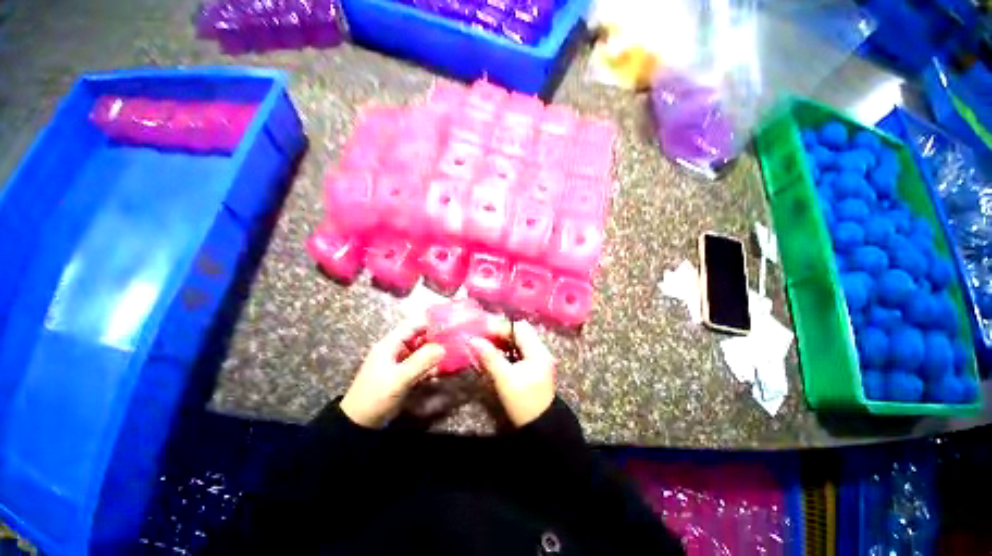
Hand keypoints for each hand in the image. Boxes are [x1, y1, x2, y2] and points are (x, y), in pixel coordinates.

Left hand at [341, 318, 445, 427]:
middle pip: (419, 337)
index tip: (449, 326)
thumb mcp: (398, 379)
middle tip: (455, 342)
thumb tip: (443, 348)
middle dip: (436, 339)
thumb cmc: (376, 397)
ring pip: (421, 352)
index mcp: (390, 345)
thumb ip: (420, 362)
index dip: (430, 323)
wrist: (359, 423)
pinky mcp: (403, 374)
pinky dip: (430, 366)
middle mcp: (395, 350)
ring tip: (451, 357)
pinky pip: (420, 365)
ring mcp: (399, 362)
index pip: (412, 325)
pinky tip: (440, 372)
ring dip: (434, 354)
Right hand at [470, 321, 556, 426]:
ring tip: (485, 347)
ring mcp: (538, 359)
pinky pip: (519, 351)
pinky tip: (495, 356)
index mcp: (537, 351)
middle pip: (519, 332)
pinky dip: (506, 350)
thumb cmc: (523, 403)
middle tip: (482, 339)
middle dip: (500, 333)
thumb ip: (490, 357)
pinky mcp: (534, 367)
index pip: (519, 328)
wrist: (541, 428)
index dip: (500, 327)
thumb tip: (473, 340)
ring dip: (502, 342)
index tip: (482, 332)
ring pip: (518, 342)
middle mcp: (540, 351)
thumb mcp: (505, 379)